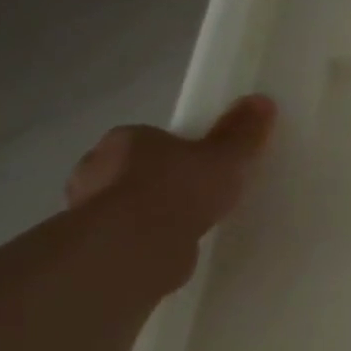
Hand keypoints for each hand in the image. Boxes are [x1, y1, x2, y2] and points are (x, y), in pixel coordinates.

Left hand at [66, 95, 277, 245]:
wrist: (135, 246)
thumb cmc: (178, 189)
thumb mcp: (224, 157)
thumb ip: (241, 132)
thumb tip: (262, 100)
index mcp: (126, 138)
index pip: (148, 139)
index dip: (175, 151)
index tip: (200, 166)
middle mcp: (96, 168)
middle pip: (133, 170)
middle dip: (158, 182)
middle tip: (195, 197)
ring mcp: (87, 209)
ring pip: (124, 205)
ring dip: (148, 213)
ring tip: (186, 227)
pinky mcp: (91, 246)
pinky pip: (124, 236)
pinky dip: (143, 241)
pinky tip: (169, 250)